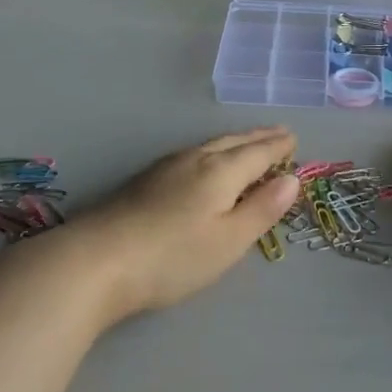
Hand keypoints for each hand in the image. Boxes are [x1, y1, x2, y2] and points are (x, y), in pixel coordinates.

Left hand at [70, 127, 301, 320]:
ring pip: (211, 145)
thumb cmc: (173, 257)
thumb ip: (262, 209)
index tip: (294, 138)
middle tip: (279, 132)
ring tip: (248, 143)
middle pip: (234, 142)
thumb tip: (292, 179)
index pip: (258, 152)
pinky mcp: (145, 180)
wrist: (96, 260)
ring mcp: (166, 167)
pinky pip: (193, 154)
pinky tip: (204, 162)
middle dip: (259, 137)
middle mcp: (195, 159)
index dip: (278, 146)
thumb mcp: (228, 241)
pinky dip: (213, 152)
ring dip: (235, 142)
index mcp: (221, 171)